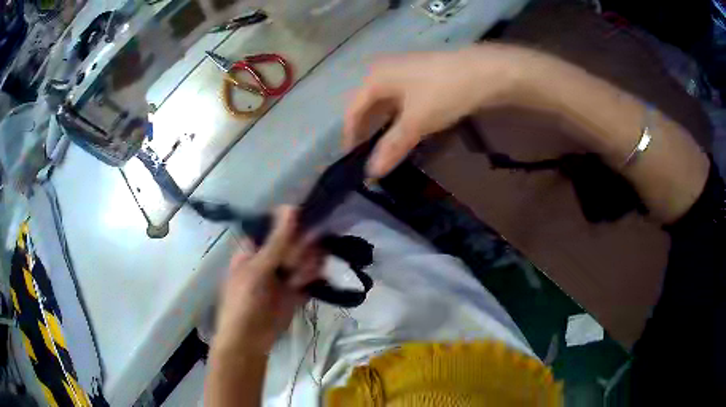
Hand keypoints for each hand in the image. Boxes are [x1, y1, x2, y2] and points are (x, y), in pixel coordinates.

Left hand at [213, 207, 321, 353]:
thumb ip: (277, 241)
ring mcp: (284, 276)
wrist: (249, 340)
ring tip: (296, 280)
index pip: (277, 227)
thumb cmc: (244, 300)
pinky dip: (311, 279)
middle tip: (294, 263)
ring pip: (305, 259)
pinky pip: (309, 278)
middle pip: (295, 243)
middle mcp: (270, 259)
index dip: (292, 225)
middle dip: (300, 250)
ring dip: (306, 266)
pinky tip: (304, 286)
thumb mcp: (258, 268)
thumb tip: (291, 207)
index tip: (306, 225)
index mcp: (255, 249)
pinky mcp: (296, 291)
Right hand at [344, 44, 541, 177]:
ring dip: (383, 123)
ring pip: (385, 101)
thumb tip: (371, 173)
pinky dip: (398, 115)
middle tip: (365, 152)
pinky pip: (401, 98)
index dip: (350, 134)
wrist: (483, 72)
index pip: (353, 110)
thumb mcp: (415, 122)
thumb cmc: (442, 93)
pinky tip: (404, 127)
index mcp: (375, 78)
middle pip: (367, 103)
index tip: (350, 156)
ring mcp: (404, 70)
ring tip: (383, 145)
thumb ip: (392, 146)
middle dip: (365, 128)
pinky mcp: (421, 75)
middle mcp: (384, 70)